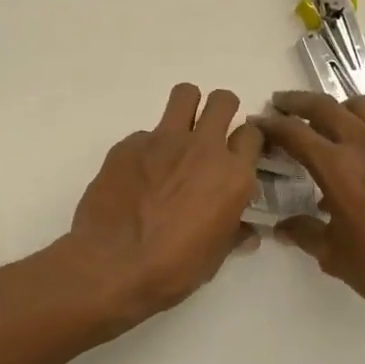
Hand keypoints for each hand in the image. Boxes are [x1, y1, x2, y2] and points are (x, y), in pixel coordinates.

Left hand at [68, 83, 263, 319]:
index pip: (252, 135)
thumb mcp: (215, 257)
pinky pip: (145, 133)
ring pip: (185, 95)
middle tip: (211, 131)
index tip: (238, 152)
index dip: (246, 141)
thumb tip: (247, 233)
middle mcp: (203, 148)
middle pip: (222, 100)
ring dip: (187, 107)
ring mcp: (163, 140)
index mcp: (232, 176)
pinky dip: (146, 149)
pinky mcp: (128, 144)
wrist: (112, 265)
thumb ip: (233, 233)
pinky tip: (136, 176)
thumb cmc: (173, 268)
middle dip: (222, 109)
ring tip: (178, 134)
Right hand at [256, 91, 364, 328]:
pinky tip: (363, 150)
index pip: (295, 132)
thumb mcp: (334, 256)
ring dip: (336, 106)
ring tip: (325, 119)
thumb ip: (305, 233)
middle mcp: (364, 146)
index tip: (258, 123)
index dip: (272, 124)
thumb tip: (283, 227)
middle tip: (281, 104)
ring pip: (360, 107)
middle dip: (298, 102)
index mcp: (337, 167)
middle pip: (325, 107)